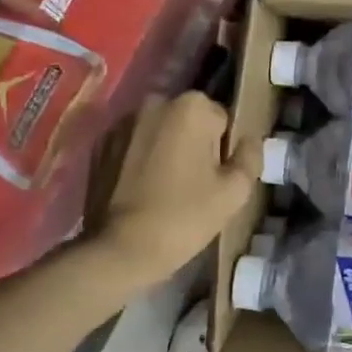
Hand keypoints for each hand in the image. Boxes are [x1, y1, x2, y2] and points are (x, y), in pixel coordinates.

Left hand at [96, 92, 258, 279]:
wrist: (120, 249)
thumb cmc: (184, 217)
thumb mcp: (234, 192)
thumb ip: (250, 157)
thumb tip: (250, 140)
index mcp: (192, 106)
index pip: (222, 122)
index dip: (222, 153)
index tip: (213, 181)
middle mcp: (155, 102)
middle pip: (190, 123)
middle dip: (194, 147)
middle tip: (192, 188)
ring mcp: (122, 121)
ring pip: (161, 134)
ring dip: (167, 152)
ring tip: (165, 191)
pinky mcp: (100, 144)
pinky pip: (135, 147)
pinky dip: (141, 161)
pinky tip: (141, 192)